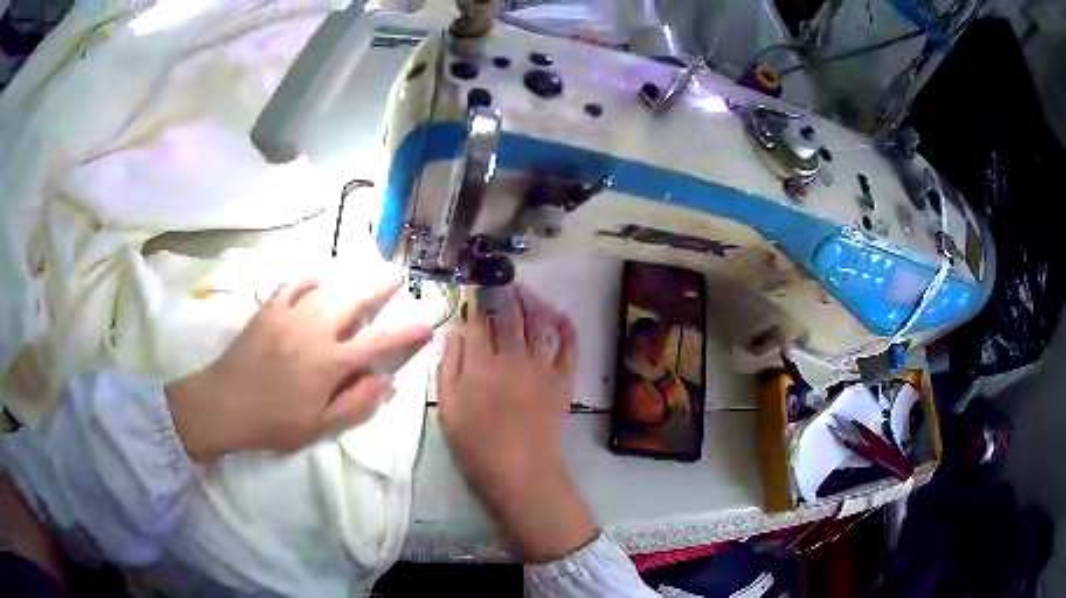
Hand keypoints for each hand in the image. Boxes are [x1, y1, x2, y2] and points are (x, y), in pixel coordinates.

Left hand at [166, 278, 431, 463]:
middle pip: (354, 301)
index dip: (405, 333)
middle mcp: (315, 331)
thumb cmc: (274, 422)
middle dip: (379, 288)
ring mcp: (290, 316)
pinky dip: (307, 277)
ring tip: (364, 275)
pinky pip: (292, 285)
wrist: (224, 405)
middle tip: (396, 278)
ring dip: (350, 280)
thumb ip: (356, 403)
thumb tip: (387, 381)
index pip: (378, 343)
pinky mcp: (269, 311)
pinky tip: (316, 277)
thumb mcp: (319, 426)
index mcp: (331, 362)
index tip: (426, 324)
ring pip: (327, 289)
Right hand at [437, 284, 596, 562]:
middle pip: (511, 315)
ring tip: (525, 292)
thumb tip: (454, 332)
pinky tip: (559, 315)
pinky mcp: (564, 380)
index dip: (476, 300)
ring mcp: (543, 367)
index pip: (480, 320)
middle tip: (500, 283)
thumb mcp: (447, 406)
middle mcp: (514, 357)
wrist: (519, 470)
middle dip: (504, 293)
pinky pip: (570, 346)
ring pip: (540, 323)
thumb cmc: (476, 442)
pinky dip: (566, 327)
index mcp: (482, 364)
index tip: (474, 287)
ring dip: (533, 302)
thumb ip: (448, 366)